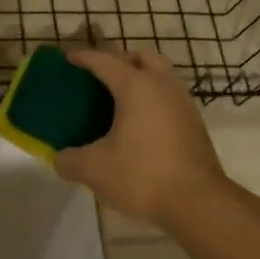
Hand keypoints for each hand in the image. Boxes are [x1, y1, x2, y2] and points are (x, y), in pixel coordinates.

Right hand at [53, 49, 231, 227]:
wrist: (198, 202)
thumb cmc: (143, 175)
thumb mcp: (94, 170)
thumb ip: (70, 160)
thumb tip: (61, 158)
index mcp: (136, 86)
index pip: (105, 60)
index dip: (83, 57)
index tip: (67, 59)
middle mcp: (163, 85)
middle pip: (141, 57)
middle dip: (119, 60)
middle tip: (101, 76)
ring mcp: (183, 103)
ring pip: (161, 75)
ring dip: (141, 78)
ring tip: (120, 100)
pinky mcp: (195, 123)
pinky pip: (170, 97)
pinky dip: (153, 99)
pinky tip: (141, 124)